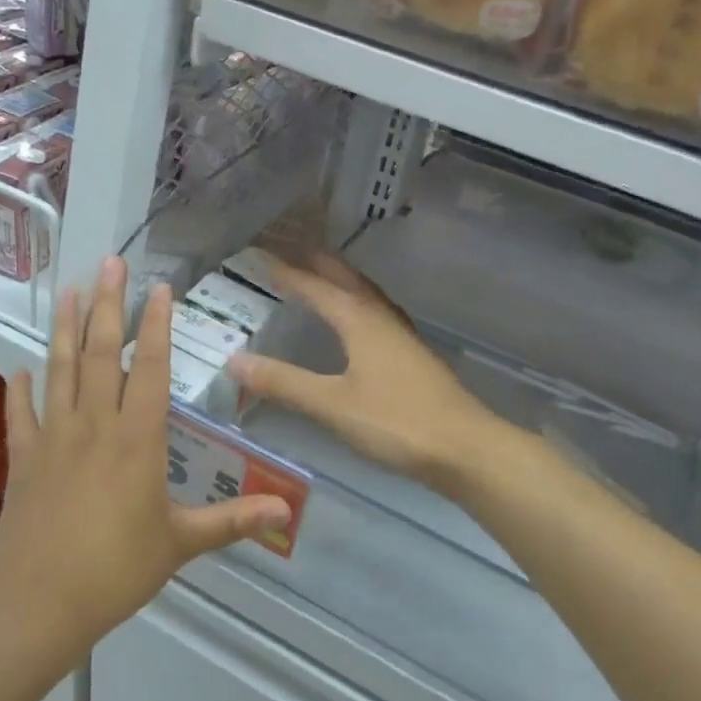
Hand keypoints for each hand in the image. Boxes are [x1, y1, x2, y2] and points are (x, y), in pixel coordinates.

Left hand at [0, 256, 292, 650]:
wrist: (41, 602)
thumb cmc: (118, 569)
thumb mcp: (182, 543)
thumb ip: (234, 521)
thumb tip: (287, 511)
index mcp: (138, 440)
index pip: (151, 369)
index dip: (157, 326)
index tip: (158, 288)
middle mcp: (95, 426)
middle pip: (102, 354)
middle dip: (107, 305)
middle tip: (108, 263)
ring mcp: (54, 438)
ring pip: (60, 370)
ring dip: (65, 329)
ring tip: (68, 291)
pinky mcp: (24, 459)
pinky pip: (21, 414)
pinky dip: (20, 389)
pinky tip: (20, 368)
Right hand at [225, 256, 503, 489]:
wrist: (465, 448)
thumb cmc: (396, 422)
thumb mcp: (332, 404)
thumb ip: (284, 382)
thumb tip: (235, 361)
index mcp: (361, 321)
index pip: (317, 287)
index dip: (288, 273)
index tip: (261, 257)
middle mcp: (383, 320)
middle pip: (349, 281)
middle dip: (320, 265)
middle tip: (294, 252)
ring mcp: (404, 338)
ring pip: (369, 297)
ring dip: (344, 283)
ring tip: (325, 278)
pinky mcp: (416, 359)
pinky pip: (380, 317)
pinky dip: (361, 308)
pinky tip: (361, 327)